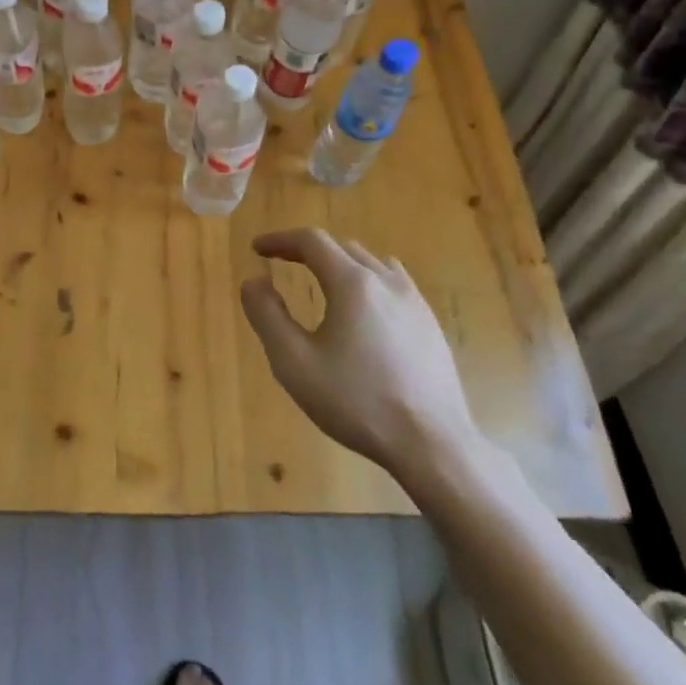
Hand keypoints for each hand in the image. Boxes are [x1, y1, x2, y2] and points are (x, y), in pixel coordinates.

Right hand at [240, 229, 483, 498]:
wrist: (431, 444)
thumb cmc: (356, 402)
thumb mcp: (294, 362)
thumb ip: (268, 315)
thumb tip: (253, 281)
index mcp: (352, 284)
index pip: (312, 241)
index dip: (280, 240)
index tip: (257, 249)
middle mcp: (385, 281)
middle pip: (342, 248)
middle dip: (308, 250)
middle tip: (283, 263)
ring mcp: (414, 302)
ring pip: (371, 263)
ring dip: (340, 263)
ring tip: (322, 281)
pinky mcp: (430, 324)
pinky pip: (394, 284)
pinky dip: (369, 281)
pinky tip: (366, 308)